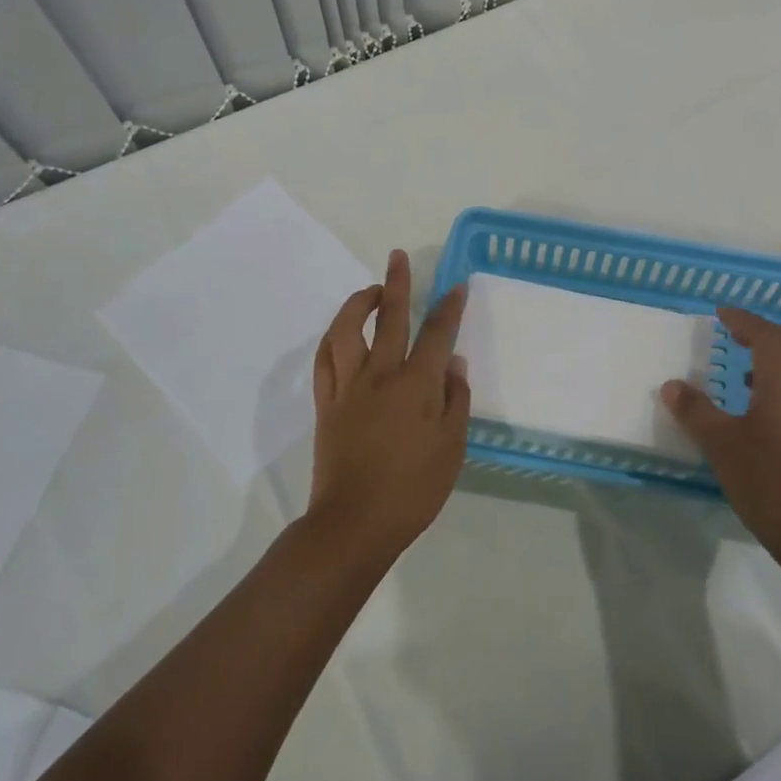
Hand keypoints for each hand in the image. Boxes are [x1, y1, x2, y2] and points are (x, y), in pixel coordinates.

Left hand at [307, 250, 469, 563]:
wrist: (355, 523)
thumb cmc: (413, 490)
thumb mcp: (452, 448)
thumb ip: (455, 401)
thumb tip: (453, 364)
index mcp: (416, 386)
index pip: (437, 334)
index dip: (449, 307)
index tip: (456, 286)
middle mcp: (381, 375)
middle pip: (390, 318)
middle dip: (397, 283)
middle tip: (398, 257)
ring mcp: (348, 387)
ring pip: (347, 330)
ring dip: (358, 304)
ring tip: (371, 290)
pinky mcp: (326, 403)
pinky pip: (324, 360)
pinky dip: (333, 338)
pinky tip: (342, 331)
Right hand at [661, 305, 780, 572]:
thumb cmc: (768, 483)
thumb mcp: (721, 446)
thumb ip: (695, 411)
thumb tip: (672, 386)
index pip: (765, 334)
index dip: (743, 319)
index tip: (722, 313)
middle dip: (764, 331)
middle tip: (735, 333)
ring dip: (779, 356)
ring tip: (747, 370)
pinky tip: (770, 408)